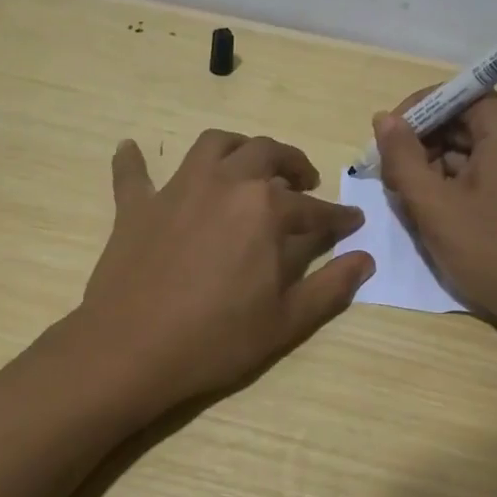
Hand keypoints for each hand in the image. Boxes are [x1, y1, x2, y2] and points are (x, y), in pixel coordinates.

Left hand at [79, 129, 374, 409]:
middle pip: (266, 154)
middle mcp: (225, 184)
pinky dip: (134, 160)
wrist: (132, 350)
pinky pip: (132, 174)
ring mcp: (177, 190)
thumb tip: (365, 259)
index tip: (352, 221)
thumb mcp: (286, 321)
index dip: (338, 217)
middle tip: (303, 182)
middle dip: (292, 163)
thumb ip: (331, 287)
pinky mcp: (136, 207)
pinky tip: (131, 149)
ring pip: (212, 146)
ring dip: (237, 147)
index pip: (313, 208)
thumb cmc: (217, 339)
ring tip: (247, 164)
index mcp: (266, 209)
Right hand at [372, 94, 496, 331]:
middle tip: (392, 178)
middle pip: (462, 120)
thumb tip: (383, 119)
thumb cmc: (491, 250)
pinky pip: (485, 170)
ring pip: (471, 148)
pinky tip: (436, 212)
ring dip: (435, 167)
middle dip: (422, 144)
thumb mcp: (434, 204)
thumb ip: (402, 156)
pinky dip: (456, 183)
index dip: (415, 112)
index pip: (455, 94)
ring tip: (411, 201)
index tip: (384, 141)